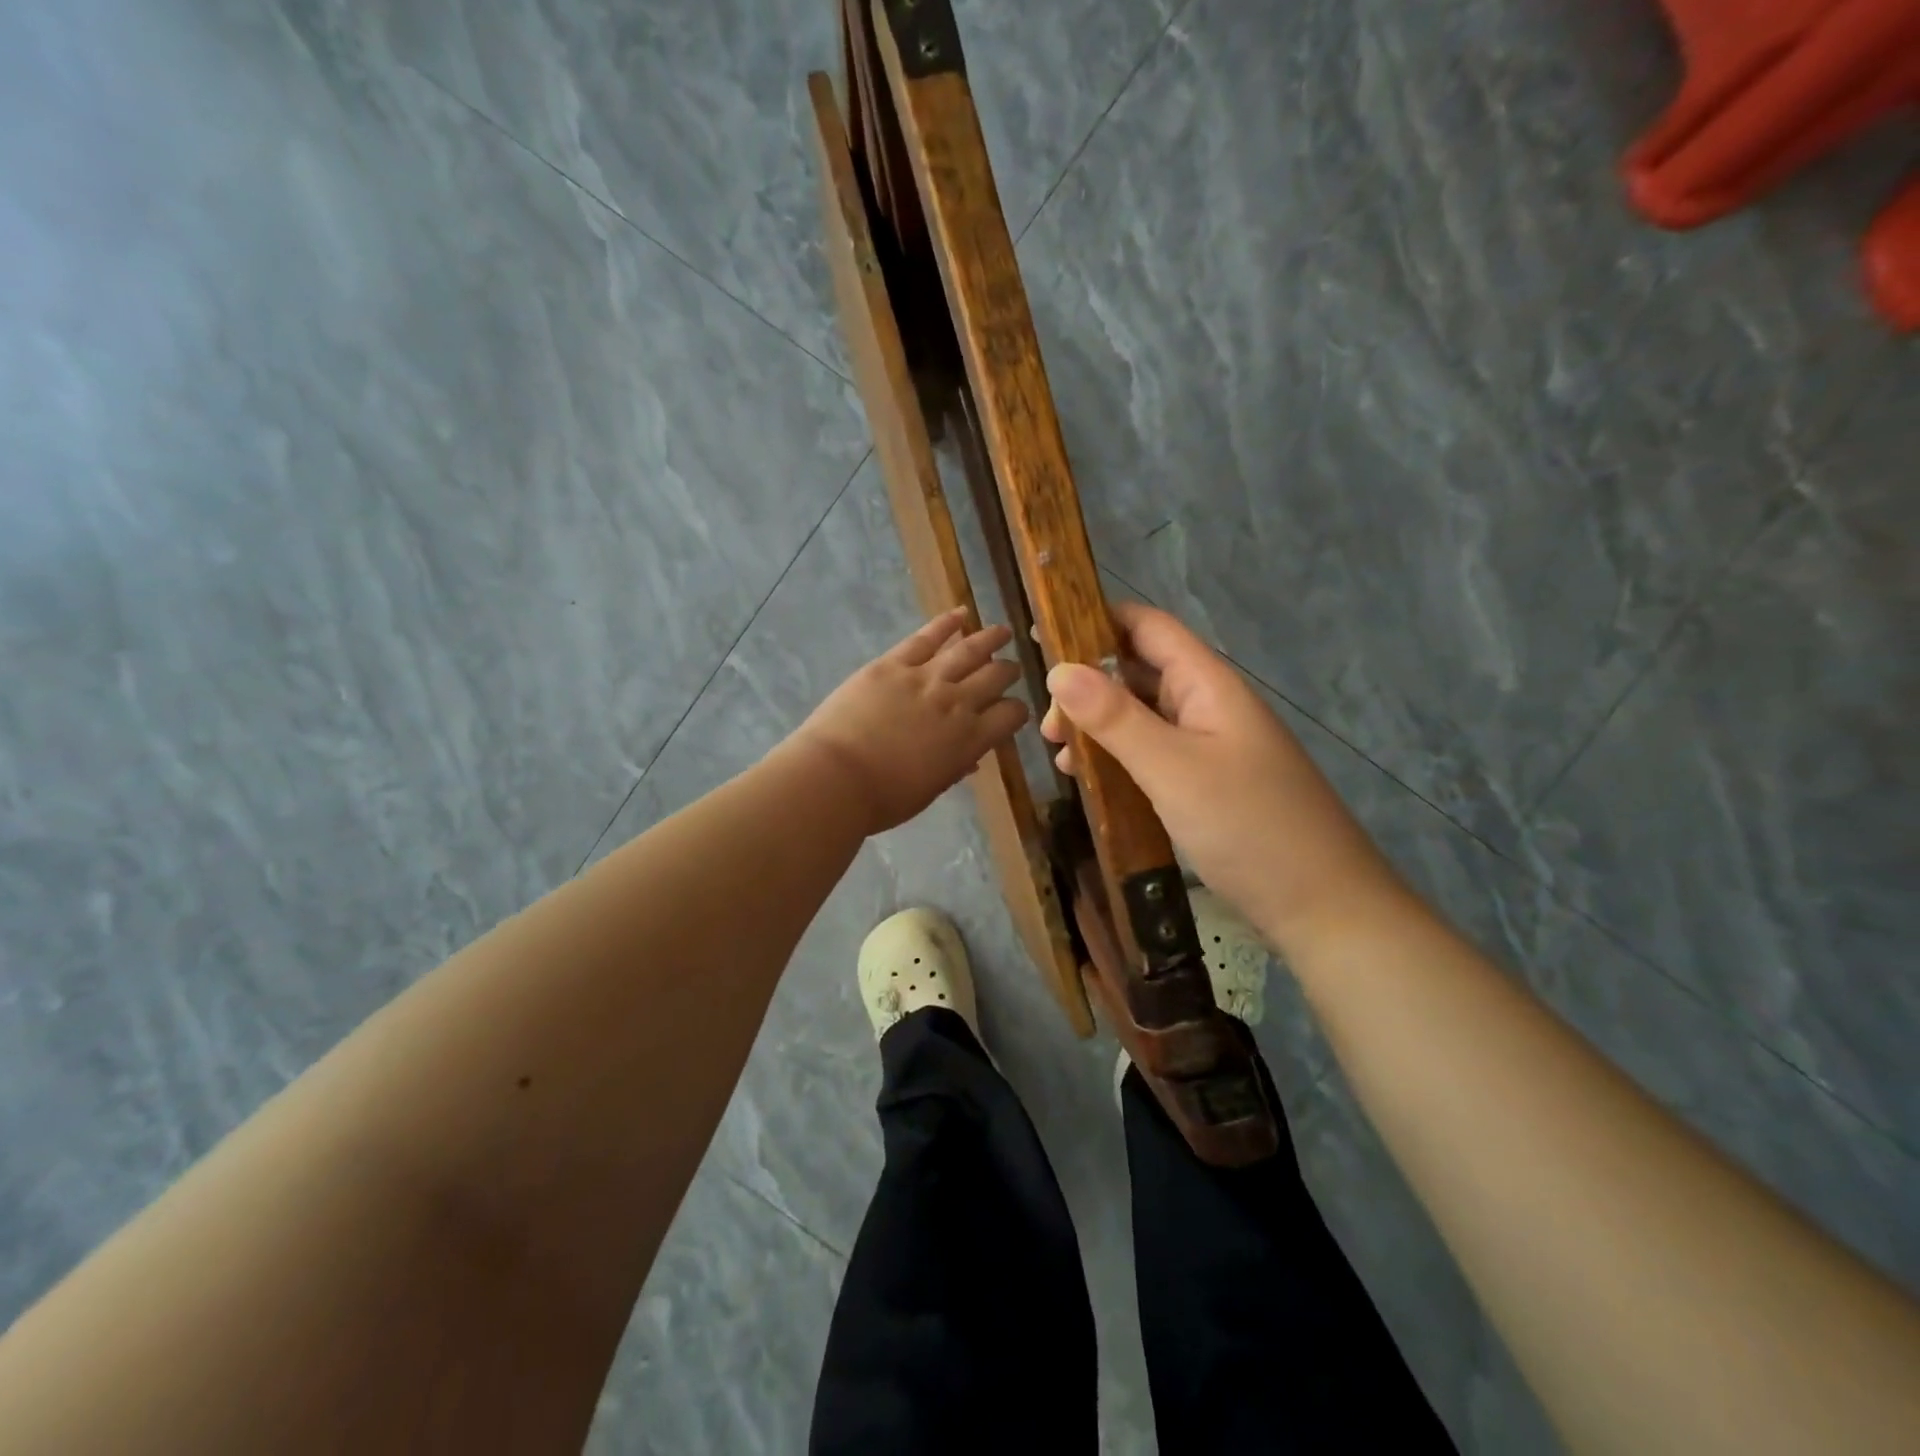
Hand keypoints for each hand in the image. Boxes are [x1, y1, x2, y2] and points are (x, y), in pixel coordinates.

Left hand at [785, 608, 1028, 836]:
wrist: (837, 777)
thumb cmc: (884, 798)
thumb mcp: (930, 789)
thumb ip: (954, 768)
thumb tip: (970, 759)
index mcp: (970, 740)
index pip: (1010, 715)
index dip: (1017, 711)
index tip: (1013, 710)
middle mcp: (957, 702)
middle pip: (995, 677)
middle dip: (1008, 671)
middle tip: (1011, 668)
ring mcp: (925, 678)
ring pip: (969, 650)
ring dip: (990, 639)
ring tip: (1003, 632)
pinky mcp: (893, 664)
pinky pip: (926, 637)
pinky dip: (946, 624)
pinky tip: (961, 614)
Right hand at [1041, 602, 1404, 956]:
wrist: (1321, 905)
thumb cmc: (1249, 826)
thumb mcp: (1173, 769)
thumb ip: (1116, 718)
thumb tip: (1058, 669)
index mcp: (1207, 684)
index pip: (1147, 627)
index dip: (1095, 621)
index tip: (1042, 638)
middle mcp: (1206, 704)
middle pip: (1137, 671)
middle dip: (1086, 687)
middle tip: (1047, 727)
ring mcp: (1207, 745)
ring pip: (1140, 716)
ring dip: (1097, 727)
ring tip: (1060, 757)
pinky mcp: (1203, 782)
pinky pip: (1151, 753)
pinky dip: (1116, 758)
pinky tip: (1090, 781)